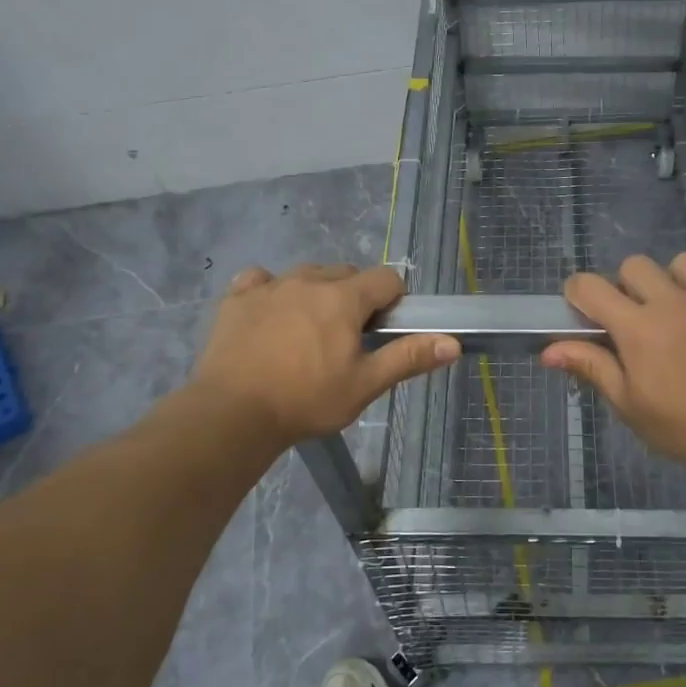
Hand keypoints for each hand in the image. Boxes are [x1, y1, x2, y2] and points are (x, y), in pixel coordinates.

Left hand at [186, 264, 458, 447]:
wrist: (232, 413)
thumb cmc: (306, 399)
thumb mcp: (364, 385)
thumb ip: (408, 357)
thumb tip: (453, 342)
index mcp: (344, 298)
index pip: (386, 278)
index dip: (393, 300)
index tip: (383, 329)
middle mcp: (309, 280)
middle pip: (346, 273)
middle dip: (355, 297)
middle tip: (347, 338)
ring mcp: (270, 285)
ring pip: (306, 275)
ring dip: (316, 293)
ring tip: (309, 331)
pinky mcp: (237, 298)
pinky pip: (261, 280)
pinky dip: (271, 291)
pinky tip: (269, 316)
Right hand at [541, 253, 685, 480]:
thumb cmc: (684, 428)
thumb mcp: (629, 404)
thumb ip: (592, 367)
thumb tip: (547, 351)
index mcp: (637, 327)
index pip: (590, 286)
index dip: (579, 293)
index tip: (585, 309)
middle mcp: (674, 302)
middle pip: (635, 266)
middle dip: (629, 287)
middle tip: (640, 317)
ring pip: (685, 263)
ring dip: (678, 282)